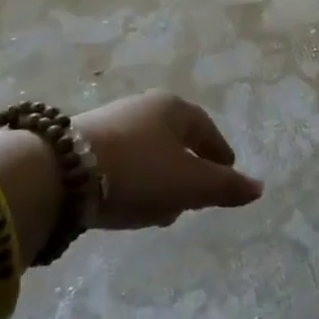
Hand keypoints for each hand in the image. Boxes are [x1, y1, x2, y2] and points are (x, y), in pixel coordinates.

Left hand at [75, 91, 263, 229]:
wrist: (59, 173)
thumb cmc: (140, 172)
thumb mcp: (191, 184)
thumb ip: (226, 187)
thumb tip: (259, 188)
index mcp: (175, 108)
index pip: (207, 131)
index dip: (220, 156)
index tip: (227, 174)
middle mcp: (143, 107)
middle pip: (176, 141)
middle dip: (187, 170)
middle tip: (193, 198)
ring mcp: (110, 122)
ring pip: (147, 154)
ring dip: (158, 180)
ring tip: (159, 211)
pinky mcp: (80, 143)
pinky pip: (120, 163)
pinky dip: (131, 182)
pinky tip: (126, 204)